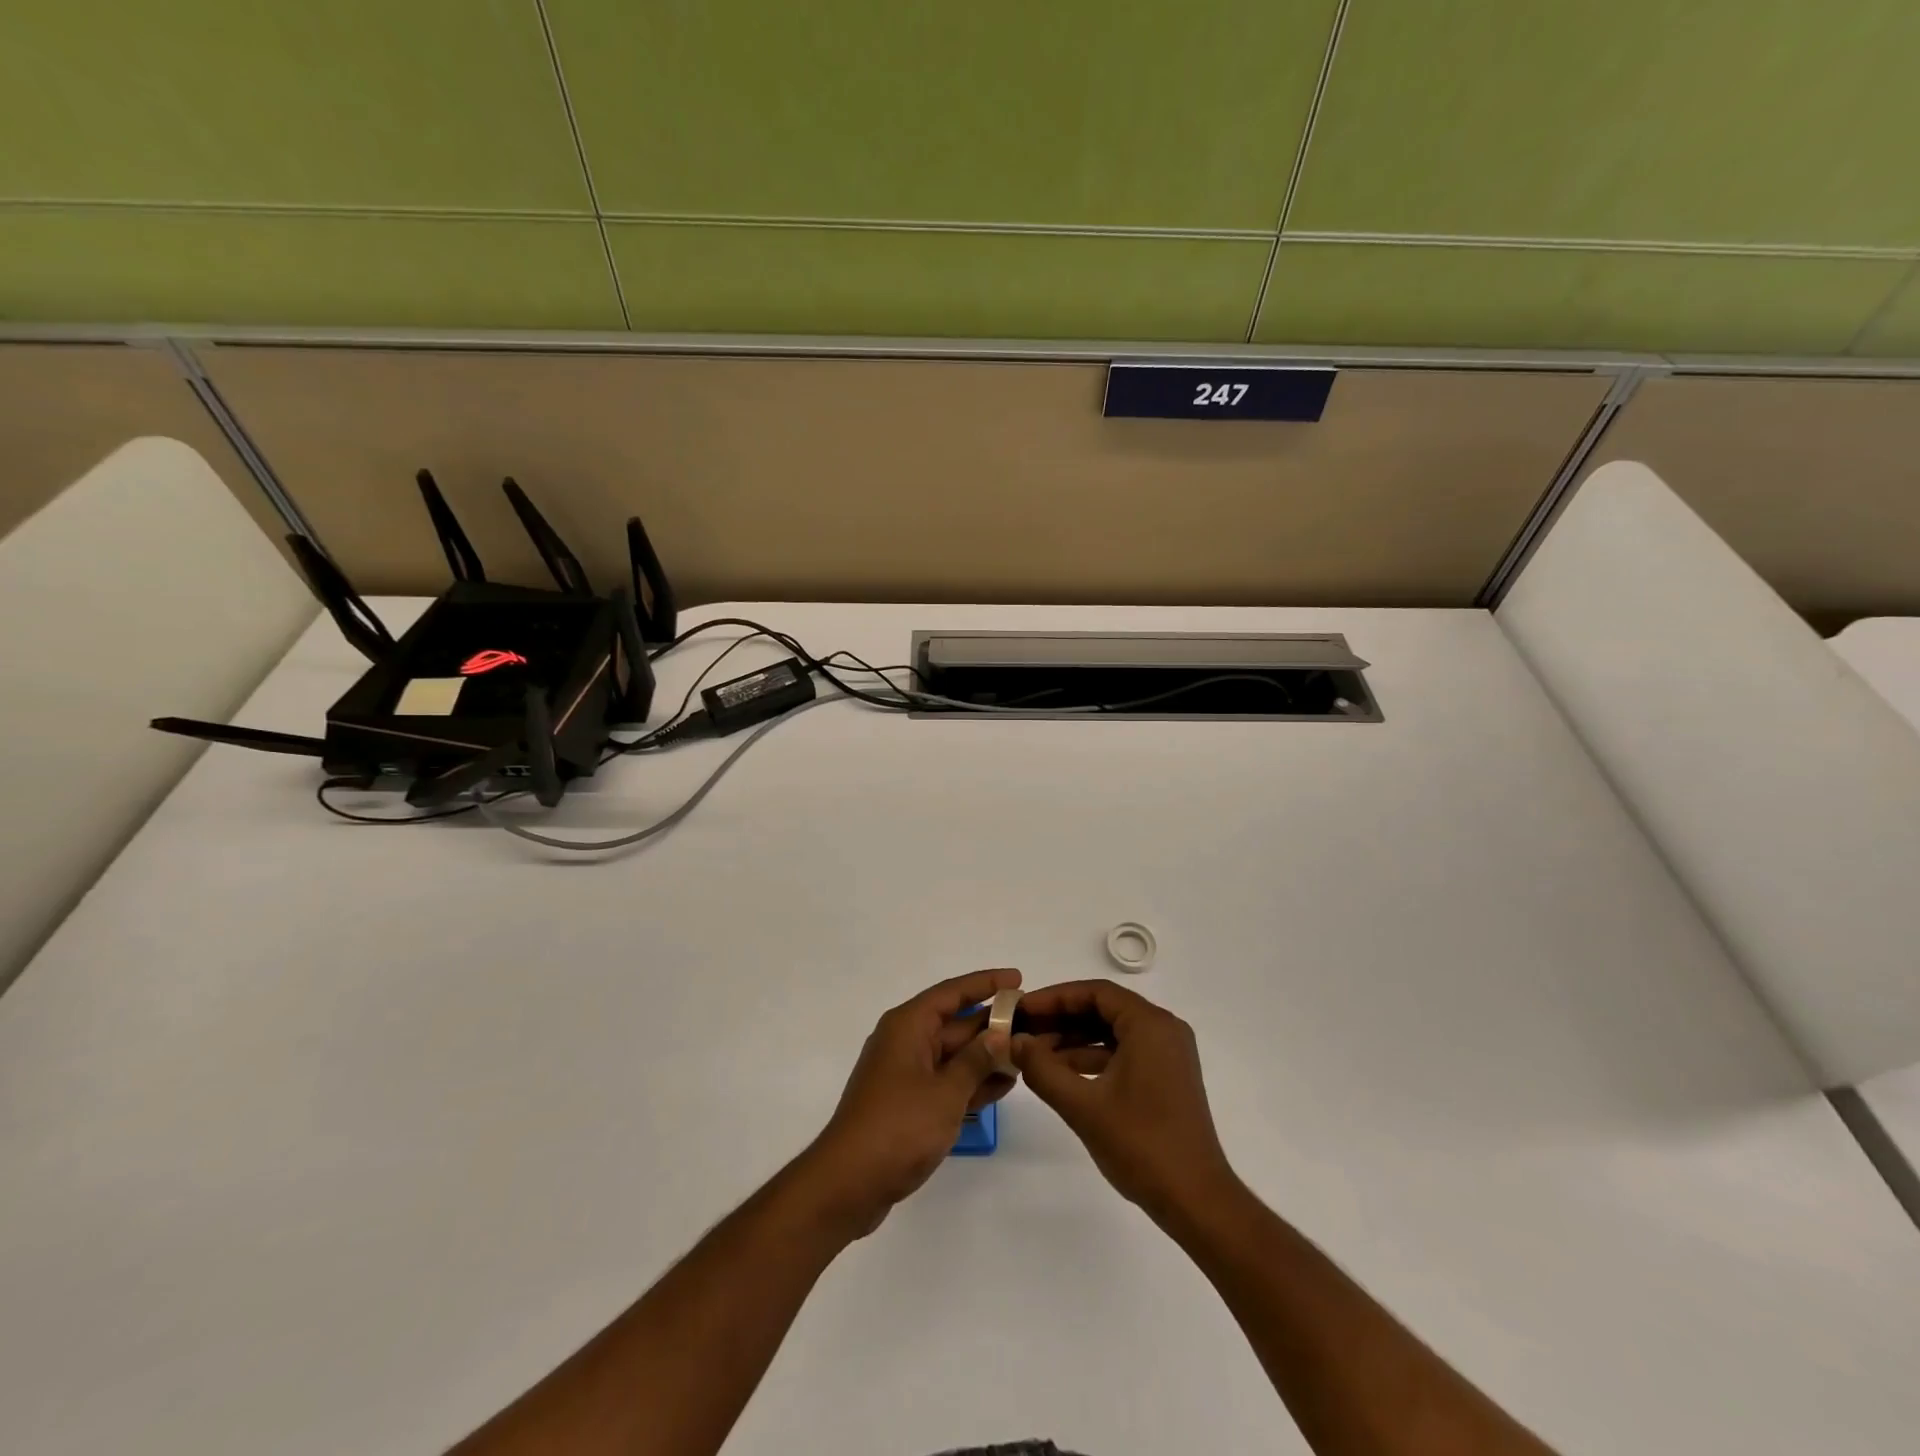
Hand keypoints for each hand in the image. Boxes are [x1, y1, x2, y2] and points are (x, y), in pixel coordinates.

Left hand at [801, 968, 1019, 1235]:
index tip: (1017, 978)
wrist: (848, 1183)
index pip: (952, 993)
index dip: (986, 983)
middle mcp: (905, 1042)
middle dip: (992, 1024)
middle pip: (955, 1023)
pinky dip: (972, 1082)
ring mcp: (906, 1074)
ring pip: (953, 1055)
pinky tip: (1004, 1084)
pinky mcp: (908, 1104)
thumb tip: (998, 1035)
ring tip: (1027, 1054)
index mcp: (908, 1026)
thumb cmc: (898, 1127)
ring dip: (986, 1055)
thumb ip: (975, 1061)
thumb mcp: (945, 1092)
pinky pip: (947, 1081)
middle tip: (1032, 1024)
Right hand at [1013, 979, 1236, 1223]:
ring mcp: (1168, 1054)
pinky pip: (1123, 1052)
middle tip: (1023, 1030)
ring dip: (1074, 1040)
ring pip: (1112, 1032)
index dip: (1054, 998)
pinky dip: (1093, 1058)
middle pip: (1104, 1008)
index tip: (1022, 1010)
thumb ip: (1042, 1068)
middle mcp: (1163, 1029)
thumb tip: (1013, 1041)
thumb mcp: (1083, 1106)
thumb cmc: (1141, 1145)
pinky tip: (1061, 1074)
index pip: (1095, 993)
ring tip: (1034, 1054)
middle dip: (1061, 1018)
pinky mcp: (1166, 1077)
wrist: (1196, 1201)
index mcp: (1150, 1025)